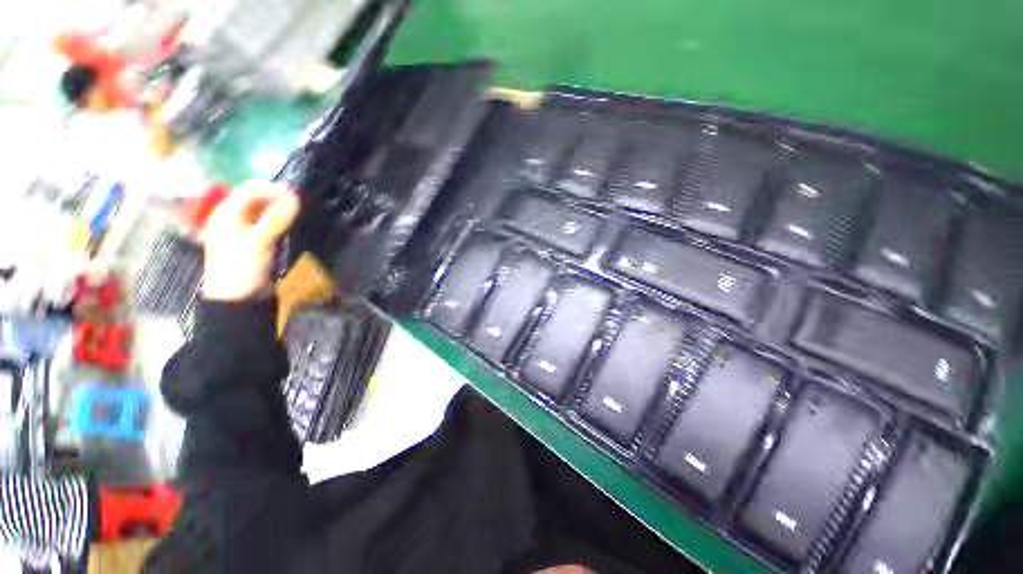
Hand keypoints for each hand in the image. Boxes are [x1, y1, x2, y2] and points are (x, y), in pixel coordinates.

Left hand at [201, 181, 299, 300]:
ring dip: (281, 208)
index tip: (297, 195)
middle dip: (278, 197)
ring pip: (264, 210)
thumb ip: (275, 219)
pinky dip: (281, 220)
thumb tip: (296, 198)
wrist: (239, 300)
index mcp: (225, 214)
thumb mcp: (258, 243)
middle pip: (256, 198)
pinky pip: (269, 223)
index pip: (249, 190)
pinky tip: (292, 223)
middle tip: (301, 204)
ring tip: (300, 212)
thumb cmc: (241, 270)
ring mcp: (245, 229)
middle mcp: (233, 218)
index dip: (272, 189)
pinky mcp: (256, 241)